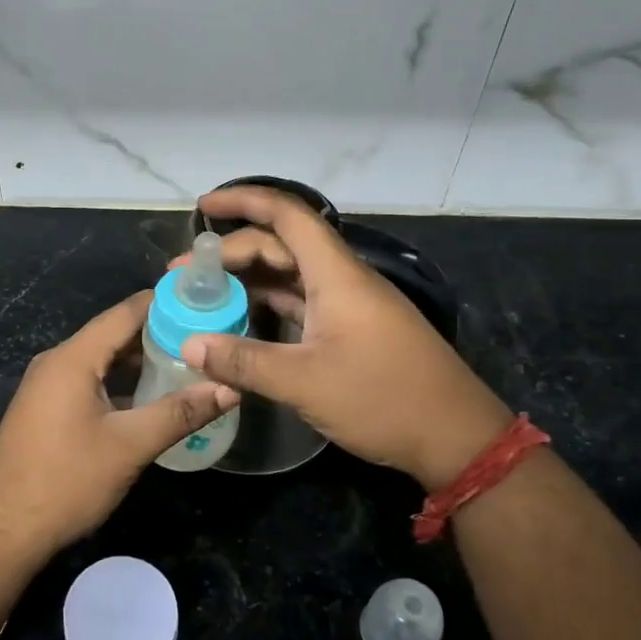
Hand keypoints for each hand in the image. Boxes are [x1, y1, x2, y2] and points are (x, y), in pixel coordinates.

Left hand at [0, 291, 239, 566]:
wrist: (2, 531)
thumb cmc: (66, 482)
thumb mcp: (129, 446)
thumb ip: (180, 412)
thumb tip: (230, 388)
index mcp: (73, 358)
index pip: (126, 312)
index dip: (166, 304)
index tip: (208, 302)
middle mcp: (57, 362)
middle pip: (114, 334)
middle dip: (160, 334)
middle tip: (207, 338)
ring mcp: (47, 387)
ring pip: (102, 360)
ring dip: (141, 361)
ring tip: (188, 364)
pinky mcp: (47, 410)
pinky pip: (90, 381)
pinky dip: (121, 383)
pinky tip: (150, 398)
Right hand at [176, 186, 511, 489]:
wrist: (456, 436)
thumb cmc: (384, 399)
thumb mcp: (306, 382)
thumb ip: (244, 362)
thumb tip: (189, 345)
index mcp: (336, 275)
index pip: (286, 215)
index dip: (244, 202)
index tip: (203, 207)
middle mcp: (342, 279)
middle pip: (281, 246)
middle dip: (232, 252)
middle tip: (184, 275)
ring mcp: (348, 305)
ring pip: (289, 276)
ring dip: (248, 280)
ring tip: (204, 296)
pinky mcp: (351, 330)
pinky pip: (301, 302)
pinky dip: (268, 305)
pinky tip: (240, 320)